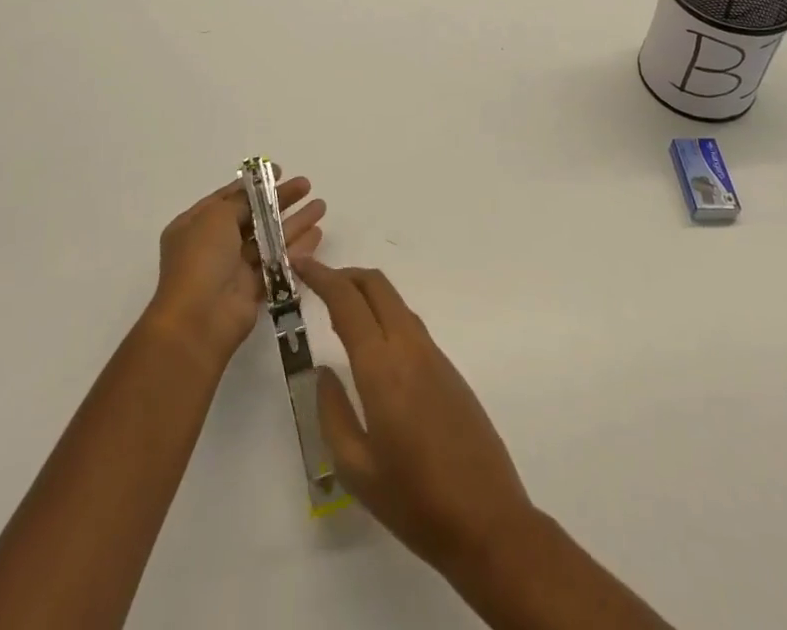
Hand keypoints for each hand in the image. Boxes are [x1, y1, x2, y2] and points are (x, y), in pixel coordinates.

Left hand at [146, 172, 325, 367]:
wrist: (199, 319)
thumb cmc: (202, 259)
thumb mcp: (217, 216)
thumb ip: (241, 201)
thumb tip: (254, 195)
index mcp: (195, 224)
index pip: (228, 197)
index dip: (254, 185)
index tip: (279, 172)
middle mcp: (213, 245)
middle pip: (252, 216)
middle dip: (280, 201)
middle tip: (306, 186)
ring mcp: (232, 269)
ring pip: (269, 239)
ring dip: (294, 223)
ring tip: (321, 206)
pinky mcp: (252, 290)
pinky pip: (277, 263)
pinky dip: (296, 249)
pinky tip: (317, 235)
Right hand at [299, 260, 537, 574]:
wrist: (487, 520)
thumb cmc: (414, 501)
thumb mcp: (356, 469)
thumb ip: (333, 413)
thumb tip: (323, 372)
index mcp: (382, 366)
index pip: (347, 300)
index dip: (322, 276)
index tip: (300, 266)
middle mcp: (409, 347)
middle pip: (376, 285)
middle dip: (345, 275)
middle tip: (317, 286)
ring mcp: (433, 355)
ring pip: (395, 302)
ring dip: (366, 295)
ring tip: (339, 317)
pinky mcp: (448, 368)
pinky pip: (410, 325)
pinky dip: (385, 316)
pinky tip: (373, 348)